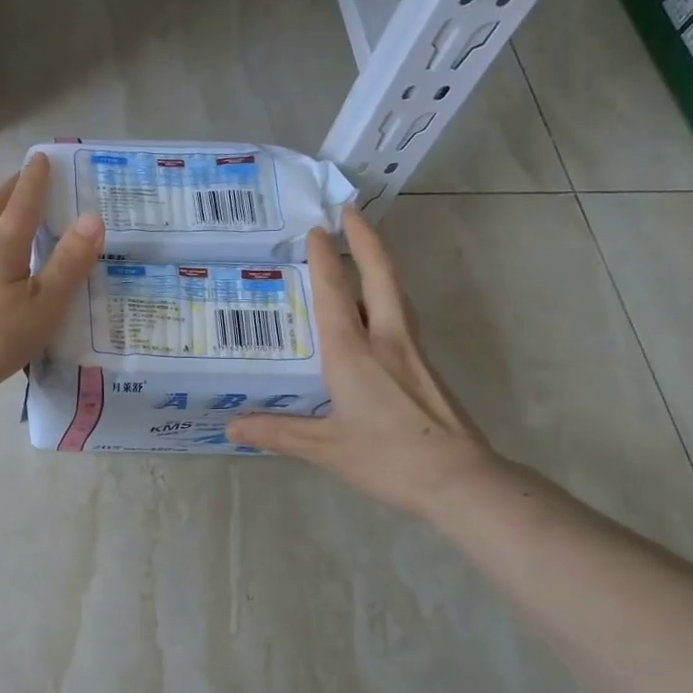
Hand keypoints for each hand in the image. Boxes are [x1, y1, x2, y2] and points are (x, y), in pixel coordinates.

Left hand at [0, 154, 103, 420]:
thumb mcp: (43, 302)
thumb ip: (68, 263)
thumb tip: (93, 217)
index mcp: (1, 249)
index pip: (22, 205)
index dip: (33, 181)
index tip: (41, 157)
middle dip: (9, 193)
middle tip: (23, 180)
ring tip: (13, 221)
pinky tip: (1, 275)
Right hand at [226, 209, 501, 516]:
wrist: (461, 481)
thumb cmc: (388, 460)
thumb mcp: (326, 449)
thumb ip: (279, 433)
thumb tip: (232, 427)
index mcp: (354, 354)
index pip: (336, 294)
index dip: (324, 258)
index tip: (316, 229)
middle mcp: (386, 341)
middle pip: (380, 276)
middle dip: (365, 240)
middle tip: (350, 211)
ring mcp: (412, 352)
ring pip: (397, 293)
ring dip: (381, 263)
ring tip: (364, 250)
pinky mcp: (427, 368)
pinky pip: (403, 317)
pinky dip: (389, 296)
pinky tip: (379, 311)